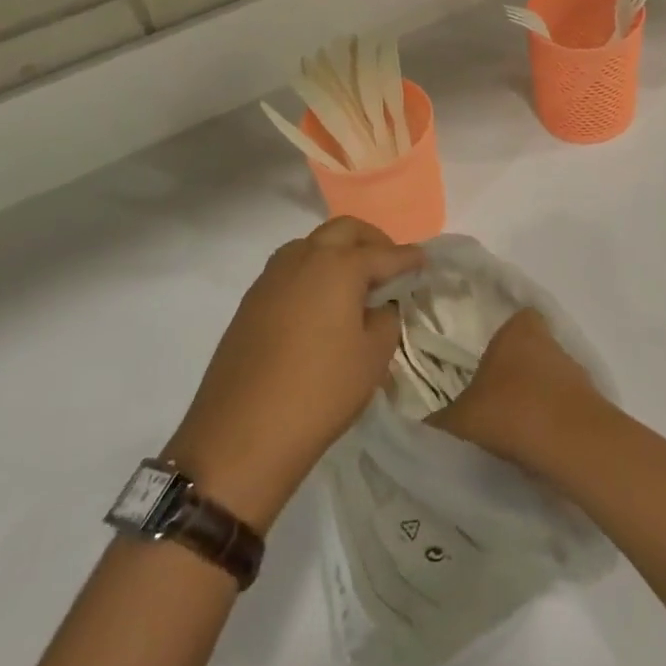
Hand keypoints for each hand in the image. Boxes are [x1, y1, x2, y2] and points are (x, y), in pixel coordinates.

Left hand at [167, 218, 420, 531]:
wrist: (241, 434)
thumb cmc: (320, 392)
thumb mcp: (373, 357)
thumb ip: (385, 319)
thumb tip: (378, 306)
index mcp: (338, 266)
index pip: (384, 254)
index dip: (408, 258)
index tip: (424, 262)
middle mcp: (303, 258)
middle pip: (344, 231)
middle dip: (372, 241)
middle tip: (389, 266)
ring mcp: (271, 278)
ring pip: (311, 245)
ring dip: (337, 252)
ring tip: (354, 285)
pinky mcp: (251, 301)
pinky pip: (289, 270)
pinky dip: (312, 273)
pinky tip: (320, 306)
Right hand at [427, 307, 606, 474]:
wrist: (570, 445)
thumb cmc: (509, 413)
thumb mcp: (457, 421)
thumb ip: (438, 421)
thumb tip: (421, 428)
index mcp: (519, 331)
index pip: (517, 320)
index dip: (504, 340)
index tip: (488, 365)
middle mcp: (551, 344)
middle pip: (534, 352)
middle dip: (518, 374)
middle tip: (494, 402)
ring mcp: (577, 374)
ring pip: (552, 381)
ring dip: (537, 401)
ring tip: (514, 432)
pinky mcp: (594, 406)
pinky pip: (566, 410)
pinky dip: (553, 425)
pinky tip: (536, 448)